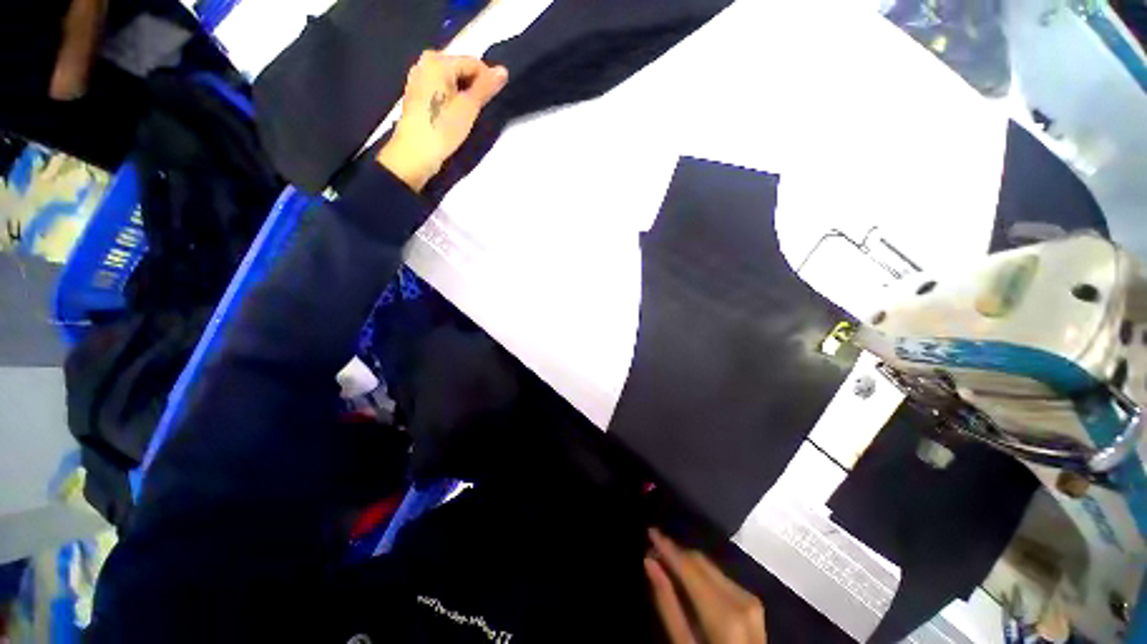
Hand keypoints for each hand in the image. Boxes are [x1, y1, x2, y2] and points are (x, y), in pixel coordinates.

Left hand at [377, 51, 508, 191]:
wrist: (415, 153)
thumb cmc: (442, 128)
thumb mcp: (469, 107)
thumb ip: (486, 87)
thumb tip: (503, 70)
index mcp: (438, 61)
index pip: (473, 63)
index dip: (488, 80)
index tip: (493, 101)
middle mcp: (425, 62)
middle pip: (461, 69)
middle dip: (474, 86)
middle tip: (480, 109)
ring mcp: (418, 78)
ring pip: (451, 80)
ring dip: (464, 94)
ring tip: (468, 114)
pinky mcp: (416, 94)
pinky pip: (441, 89)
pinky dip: (451, 98)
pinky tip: (454, 115)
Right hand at [646, 529, 766, 643]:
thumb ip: (667, 604)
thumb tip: (650, 562)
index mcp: (724, 614)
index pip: (689, 567)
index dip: (667, 547)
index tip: (650, 531)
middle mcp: (741, 598)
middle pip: (701, 562)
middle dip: (676, 553)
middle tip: (653, 550)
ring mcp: (750, 598)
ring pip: (710, 566)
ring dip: (687, 562)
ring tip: (666, 562)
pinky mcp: (753, 600)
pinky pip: (720, 576)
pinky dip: (701, 574)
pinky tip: (688, 579)